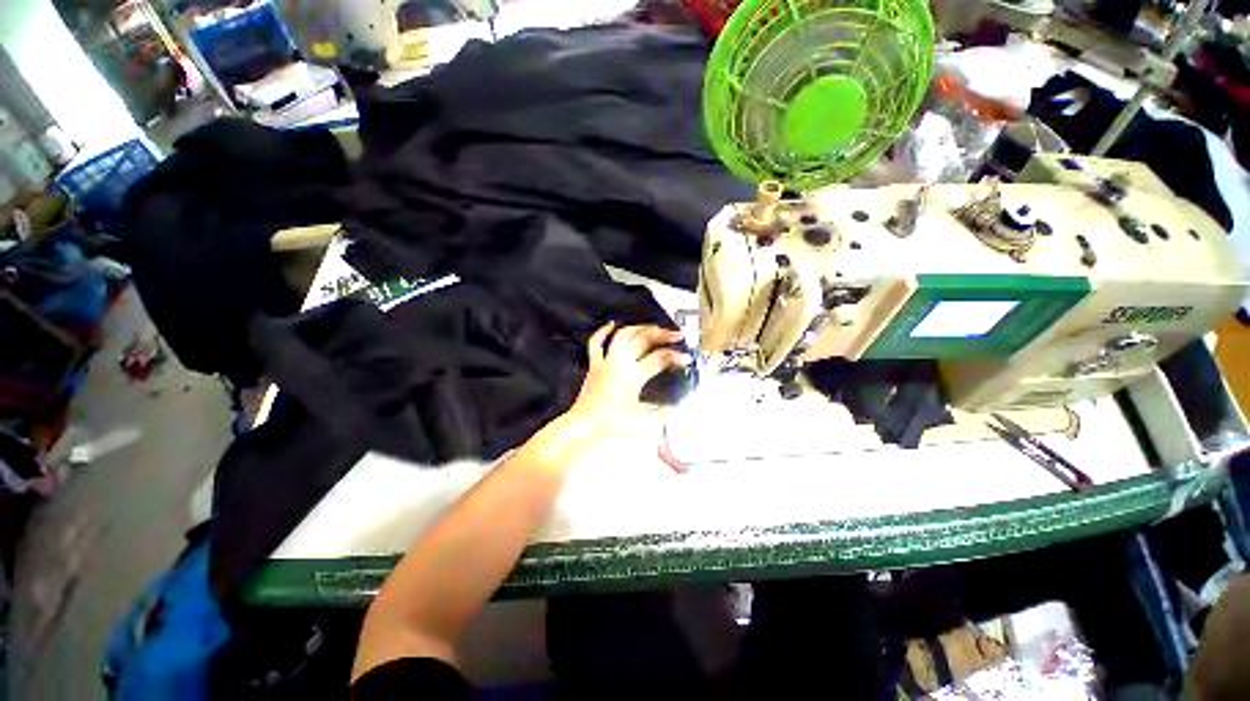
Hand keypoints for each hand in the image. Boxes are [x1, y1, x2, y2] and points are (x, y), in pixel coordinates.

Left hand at [526, 323, 688, 465]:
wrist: (582, 428)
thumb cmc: (609, 426)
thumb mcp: (642, 422)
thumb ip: (662, 415)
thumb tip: (677, 410)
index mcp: (633, 375)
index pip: (660, 359)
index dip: (676, 357)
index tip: (687, 359)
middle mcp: (619, 363)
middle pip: (643, 339)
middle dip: (662, 335)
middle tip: (675, 335)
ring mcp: (605, 363)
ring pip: (622, 335)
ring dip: (639, 328)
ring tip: (652, 327)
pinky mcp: (595, 367)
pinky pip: (596, 343)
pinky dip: (603, 332)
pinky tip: (611, 324)